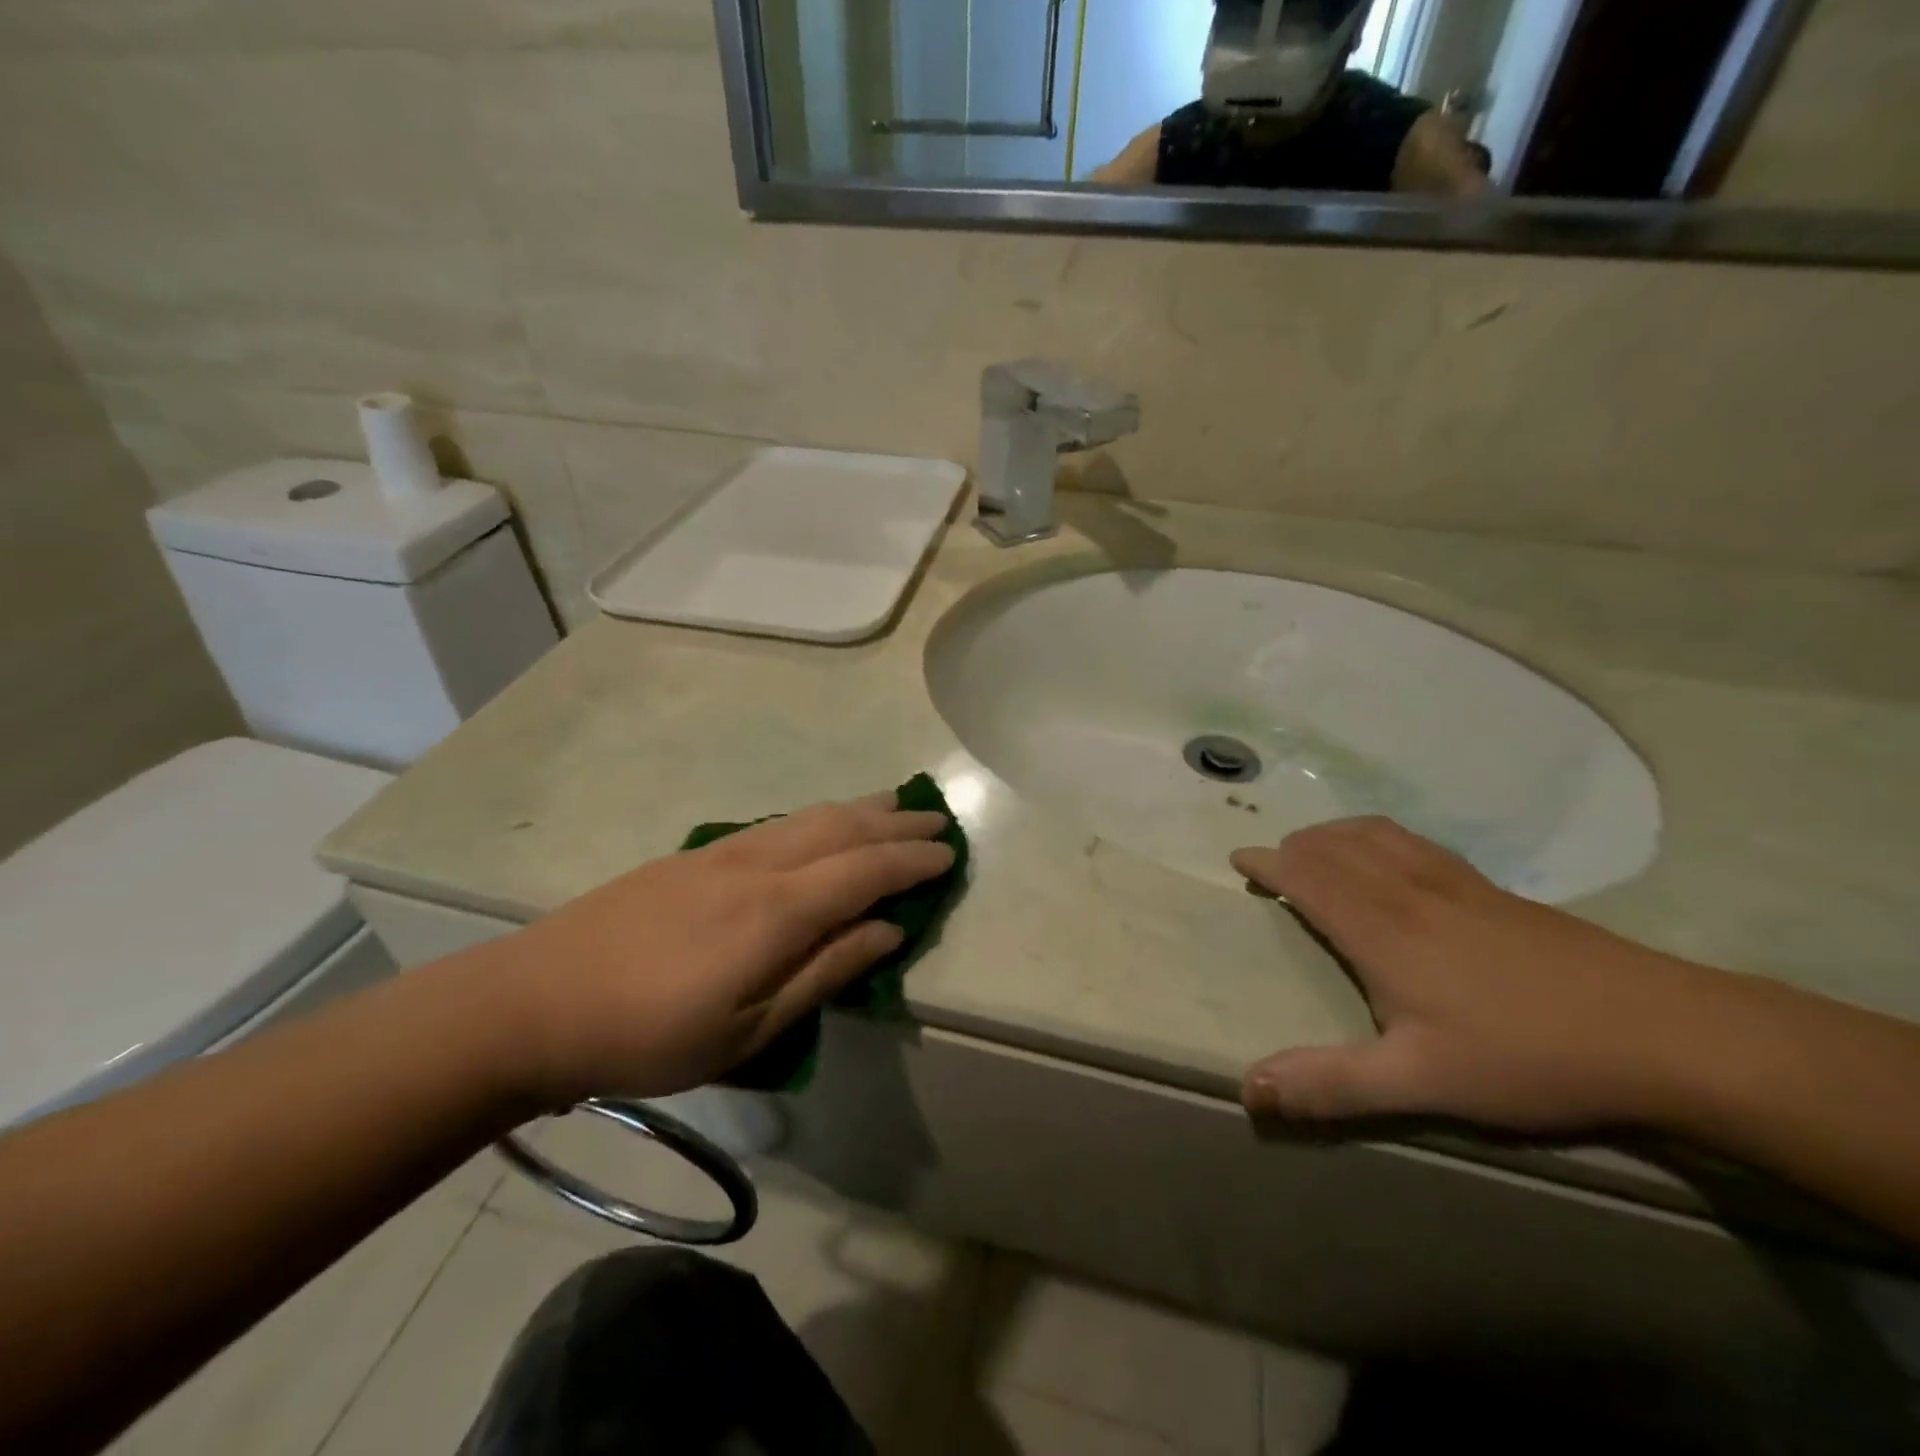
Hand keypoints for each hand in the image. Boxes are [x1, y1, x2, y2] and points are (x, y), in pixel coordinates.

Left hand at [477, 794, 953, 1106]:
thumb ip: (825, 973)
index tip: (949, 855)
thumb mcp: (748, 1029)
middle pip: (842, 827)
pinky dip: (819, 816)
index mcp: (777, 909)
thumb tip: (888, 931)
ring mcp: (722, 852)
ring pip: (808, 816)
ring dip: (859, 807)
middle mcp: (758, 864)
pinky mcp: (695, 855)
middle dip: (895, 819)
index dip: (912, 860)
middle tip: (936, 816)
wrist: (535, 1002)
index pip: (865, 869)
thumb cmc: (650, 1035)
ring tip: (894, 803)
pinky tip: (824, 824)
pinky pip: (777, 823)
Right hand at [1232, 818, 1738, 1134]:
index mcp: (1380, 928)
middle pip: (1334, 846)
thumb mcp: (1419, 1082)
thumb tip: (1247, 1089)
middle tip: (1272, 864)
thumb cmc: (1524, 1056)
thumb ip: (1329, 1083)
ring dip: (1332, 834)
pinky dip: (1377, 835)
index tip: (1239, 858)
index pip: (1306, 875)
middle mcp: (1406, 890)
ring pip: (1374, 835)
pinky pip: (1414, 841)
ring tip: (1316, 849)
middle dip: (1294, 846)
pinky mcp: (1492, 888)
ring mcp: (1453, 883)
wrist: (1660, 1032)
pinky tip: (1391, 857)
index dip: (1267, 863)